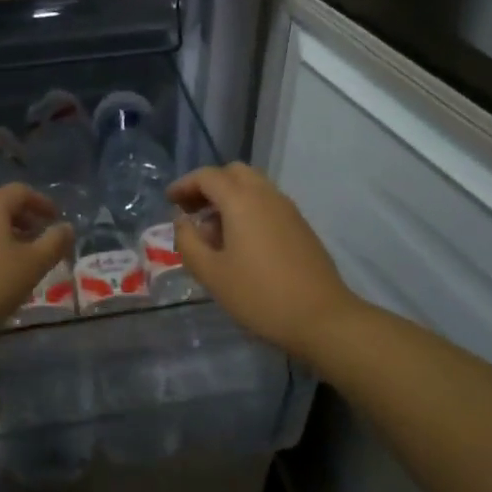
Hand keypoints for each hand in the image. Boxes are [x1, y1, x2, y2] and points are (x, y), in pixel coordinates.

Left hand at [0, 184, 73, 345]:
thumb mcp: (32, 265)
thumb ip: (54, 243)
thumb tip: (66, 227)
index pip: (22, 192)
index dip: (43, 203)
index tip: (57, 219)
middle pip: (2, 205)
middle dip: (26, 219)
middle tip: (42, 239)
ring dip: (8, 234)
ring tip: (23, 258)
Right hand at [169, 163, 359, 359]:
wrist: (322, 318)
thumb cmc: (260, 295)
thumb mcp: (212, 274)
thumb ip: (189, 242)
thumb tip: (182, 222)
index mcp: (241, 200)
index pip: (207, 176)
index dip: (185, 184)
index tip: (170, 200)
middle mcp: (266, 195)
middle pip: (233, 173)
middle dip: (209, 185)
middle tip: (192, 210)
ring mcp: (287, 209)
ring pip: (253, 186)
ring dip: (229, 197)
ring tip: (213, 230)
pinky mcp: (300, 226)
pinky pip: (267, 203)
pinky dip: (248, 208)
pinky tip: (240, 241)